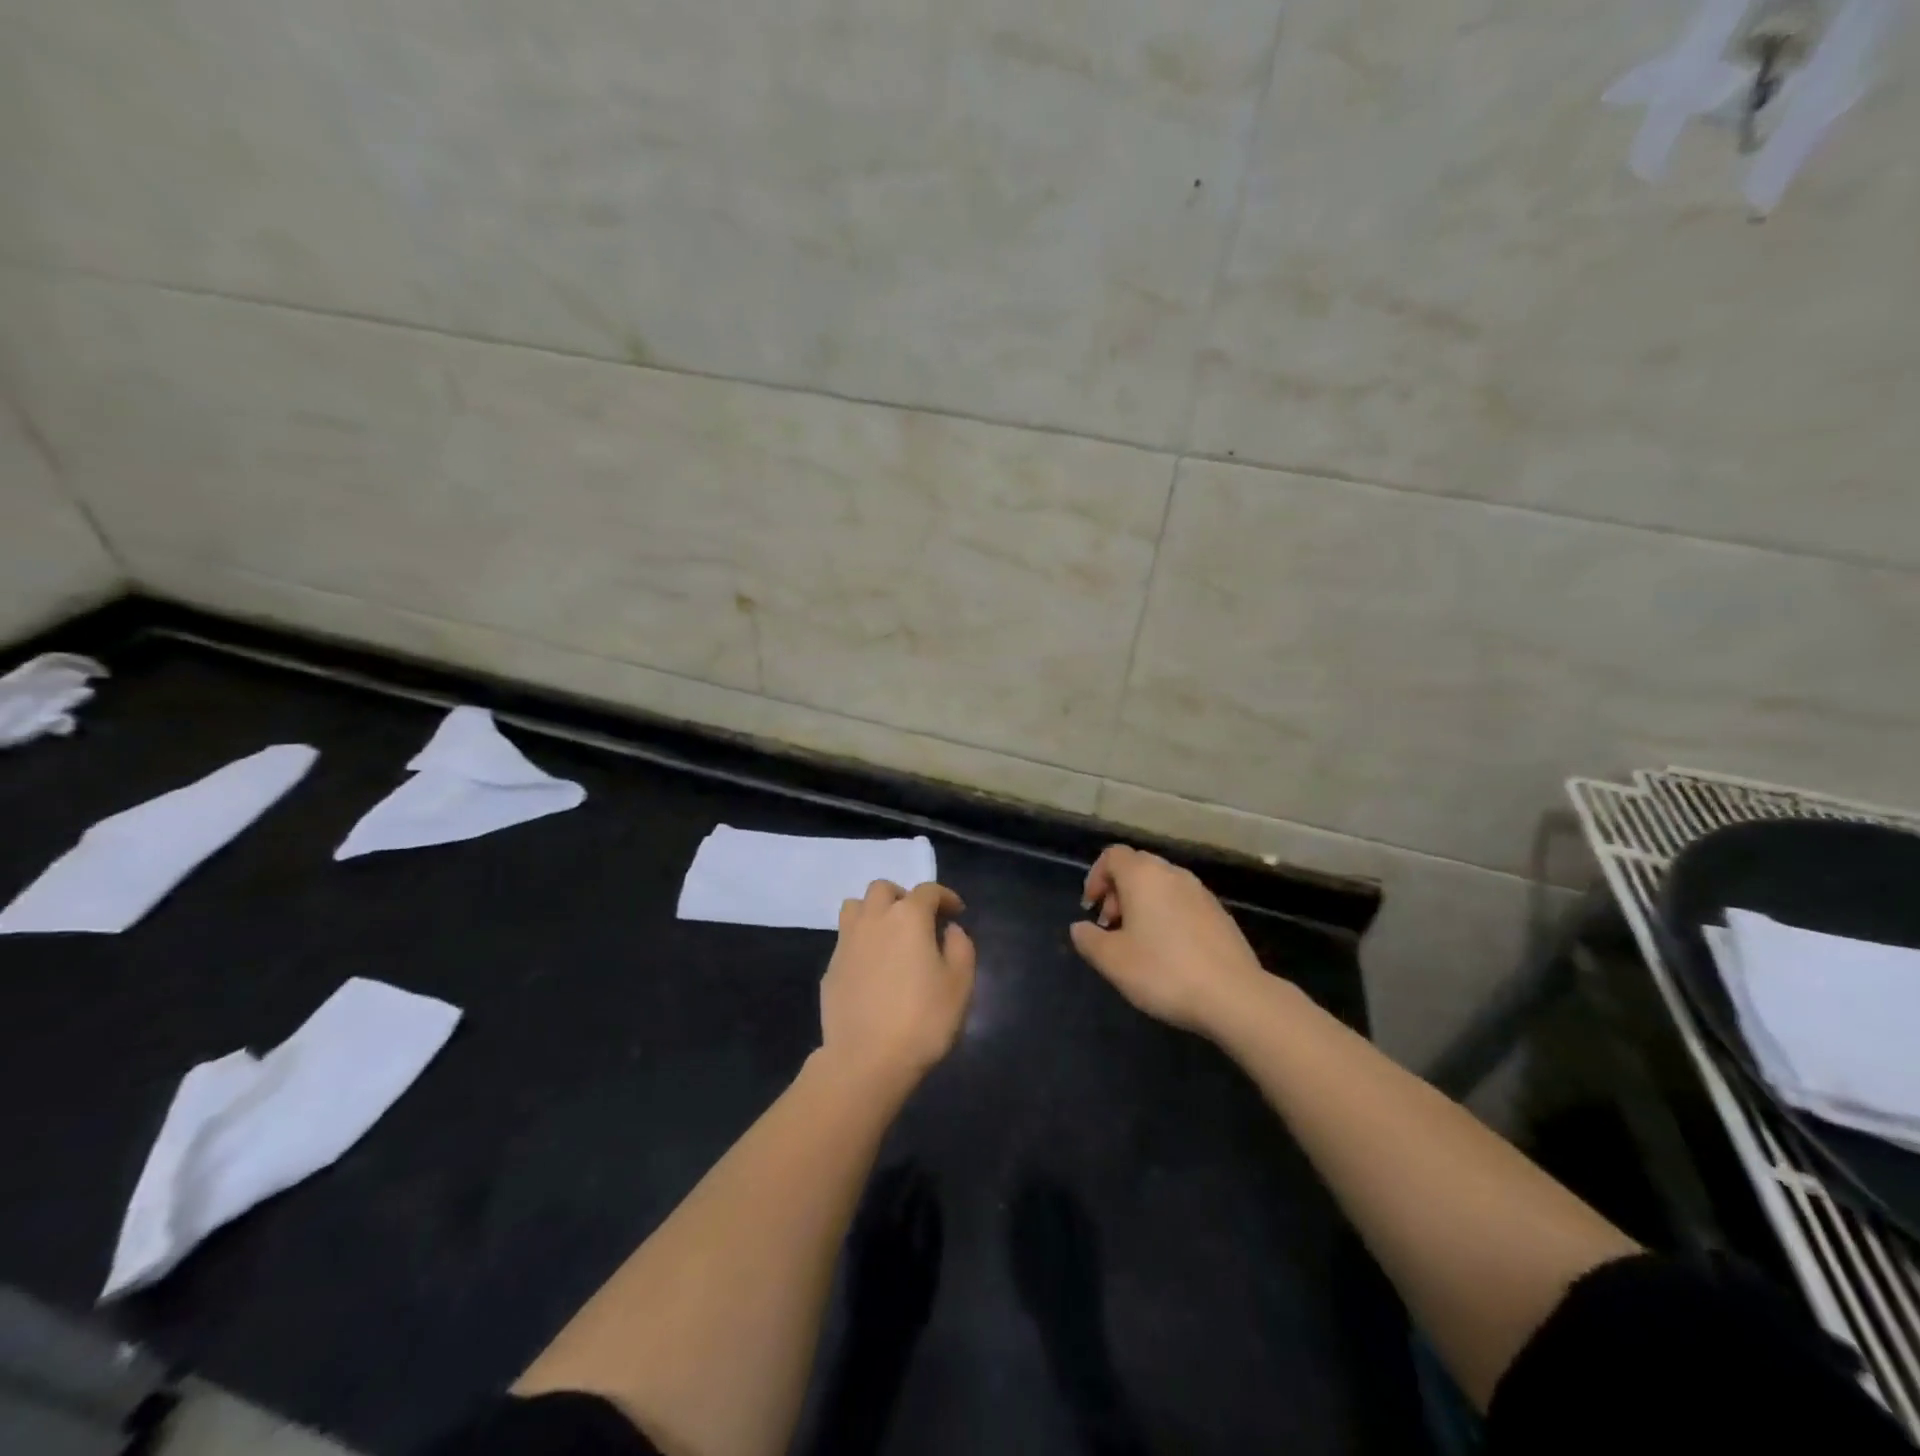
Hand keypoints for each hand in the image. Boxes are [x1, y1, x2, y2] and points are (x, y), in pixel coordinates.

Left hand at [820, 880, 975, 1088]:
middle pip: (884, 889)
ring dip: (874, 911)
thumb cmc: (922, 1020)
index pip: (928, 890)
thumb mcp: (960, 985)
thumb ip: (960, 948)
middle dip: (904, 897)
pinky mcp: (831, 967)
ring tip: (889, 935)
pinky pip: (845, 939)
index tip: (957, 913)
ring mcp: (846, 942)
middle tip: (919, 921)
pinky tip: (873, 967)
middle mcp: (874, 919)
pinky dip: (861, 941)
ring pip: (855, 906)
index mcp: (908, 917)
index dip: (945, 897)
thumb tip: (950, 930)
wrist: (865, 1060)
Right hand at [1070, 845, 1267, 1035]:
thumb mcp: (1112, 960)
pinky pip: (1182, 902)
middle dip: (1118, 892)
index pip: (1113, 855)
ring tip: (1138, 942)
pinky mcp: (1219, 914)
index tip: (1091, 909)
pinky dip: (1167, 915)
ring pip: (1161, 885)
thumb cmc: (1163, 971)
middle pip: (1137, 867)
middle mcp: (1173, 874)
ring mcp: (1201, 892)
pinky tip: (1168, 952)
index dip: (1095, 877)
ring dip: (1142, 904)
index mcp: (1144, 875)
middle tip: (1111, 927)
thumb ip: (1089, 939)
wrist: (1234, 996)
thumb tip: (1080, 927)